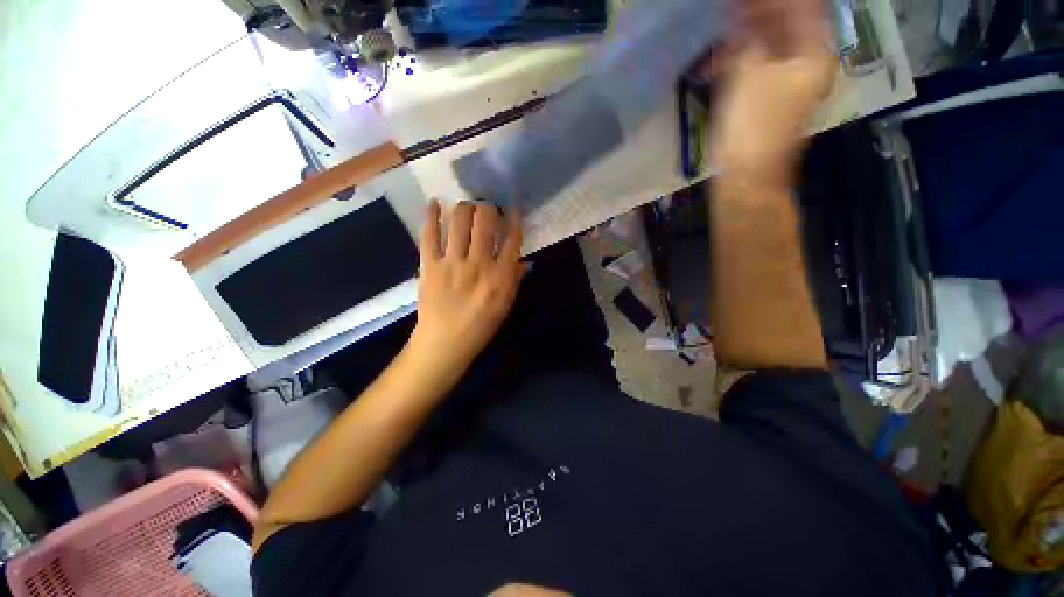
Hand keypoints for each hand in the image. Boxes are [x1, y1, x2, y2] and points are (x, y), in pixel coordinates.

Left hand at [409, 200, 523, 376]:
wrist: (445, 342)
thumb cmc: (481, 326)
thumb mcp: (506, 305)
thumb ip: (514, 279)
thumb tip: (522, 259)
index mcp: (500, 276)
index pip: (512, 238)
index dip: (514, 218)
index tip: (512, 209)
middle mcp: (478, 263)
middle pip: (485, 221)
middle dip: (489, 207)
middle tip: (488, 207)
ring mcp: (452, 262)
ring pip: (459, 221)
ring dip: (465, 207)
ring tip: (468, 206)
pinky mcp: (429, 264)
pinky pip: (429, 234)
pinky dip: (431, 215)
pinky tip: (435, 203)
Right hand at [709, 0, 837, 184]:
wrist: (746, 174)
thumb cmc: (753, 124)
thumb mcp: (749, 72)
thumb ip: (747, 38)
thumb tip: (740, 19)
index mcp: (814, 53)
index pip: (802, 8)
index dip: (773, 1)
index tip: (743, 2)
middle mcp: (806, 64)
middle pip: (786, 26)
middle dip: (758, 14)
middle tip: (730, 11)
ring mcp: (787, 83)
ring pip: (768, 47)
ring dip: (745, 38)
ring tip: (720, 32)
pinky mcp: (767, 99)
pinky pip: (756, 68)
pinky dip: (739, 61)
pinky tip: (718, 61)